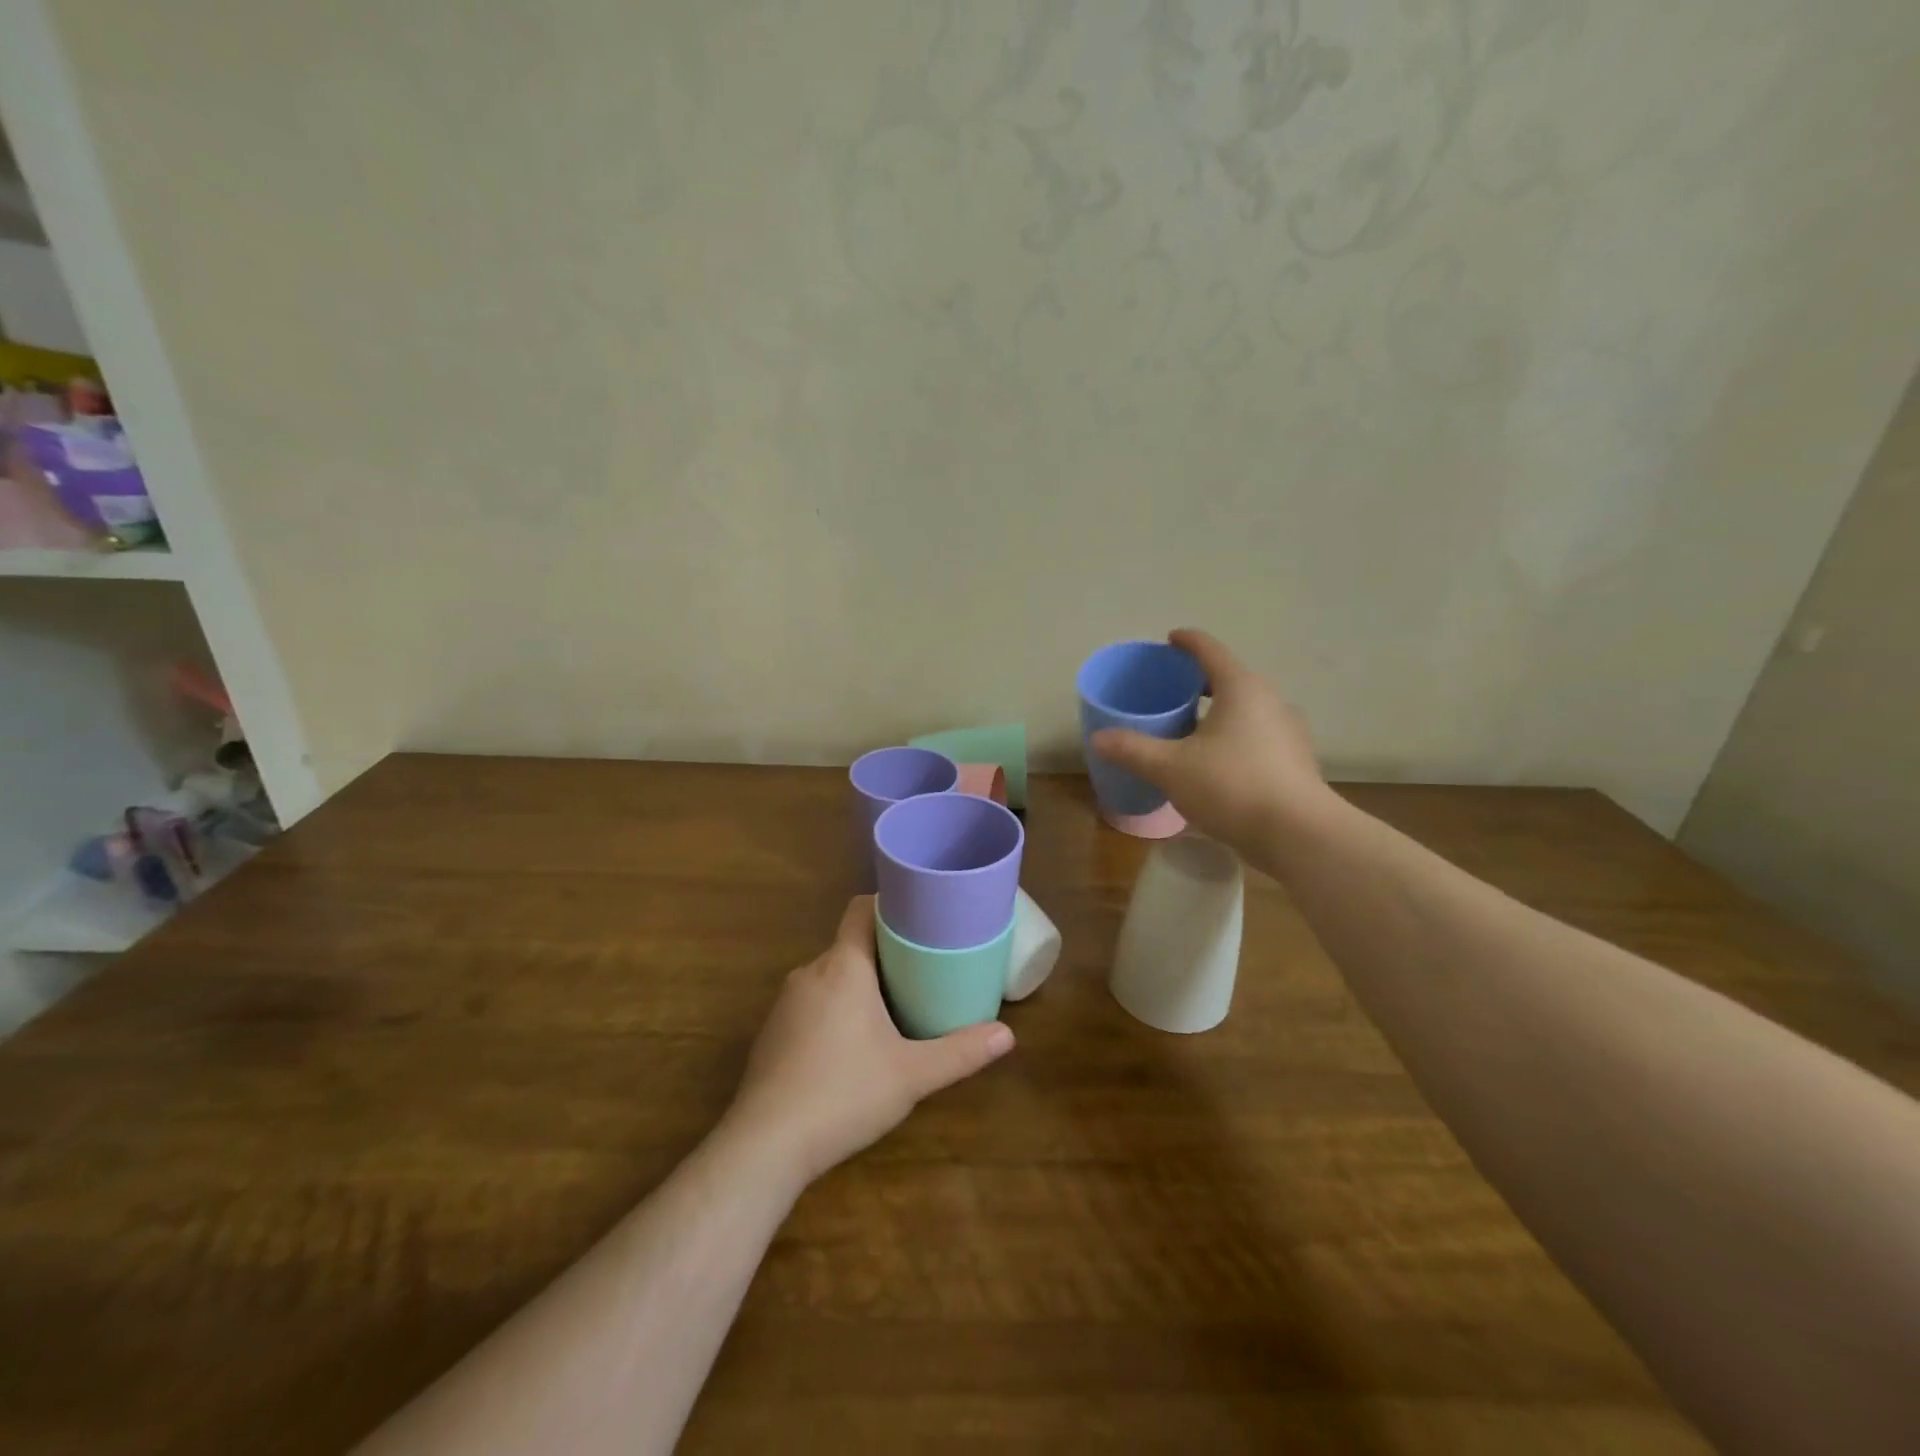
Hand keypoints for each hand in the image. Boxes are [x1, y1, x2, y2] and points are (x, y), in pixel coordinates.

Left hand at [724, 897, 1014, 1187]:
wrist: (765, 1146)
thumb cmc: (844, 1094)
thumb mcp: (912, 1075)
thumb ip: (960, 1052)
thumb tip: (1007, 1035)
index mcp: (843, 966)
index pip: (861, 909)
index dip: (889, 905)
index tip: (920, 918)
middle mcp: (810, 972)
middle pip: (851, 944)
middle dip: (885, 953)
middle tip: (922, 970)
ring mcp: (785, 1003)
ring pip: (830, 976)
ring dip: (859, 984)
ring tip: (894, 1006)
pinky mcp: (772, 1033)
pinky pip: (811, 1002)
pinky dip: (835, 1009)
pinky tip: (852, 1045)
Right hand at [1091, 628, 1332, 862]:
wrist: (1297, 834)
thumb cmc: (1231, 786)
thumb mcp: (1170, 768)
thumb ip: (1133, 749)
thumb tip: (1098, 738)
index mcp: (1241, 688)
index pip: (1210, 651)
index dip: (1187, 642)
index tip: (1170, 639)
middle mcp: (1270, 701)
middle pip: (1230, 679)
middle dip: (1200, 682)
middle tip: (1171, 691)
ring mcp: (1288, 732)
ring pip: (1246, 710)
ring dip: (1219, 712)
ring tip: (1191, 728)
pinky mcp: (1295, 761)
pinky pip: (1257, 736)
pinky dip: (1234, 738)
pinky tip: (1217, 763)